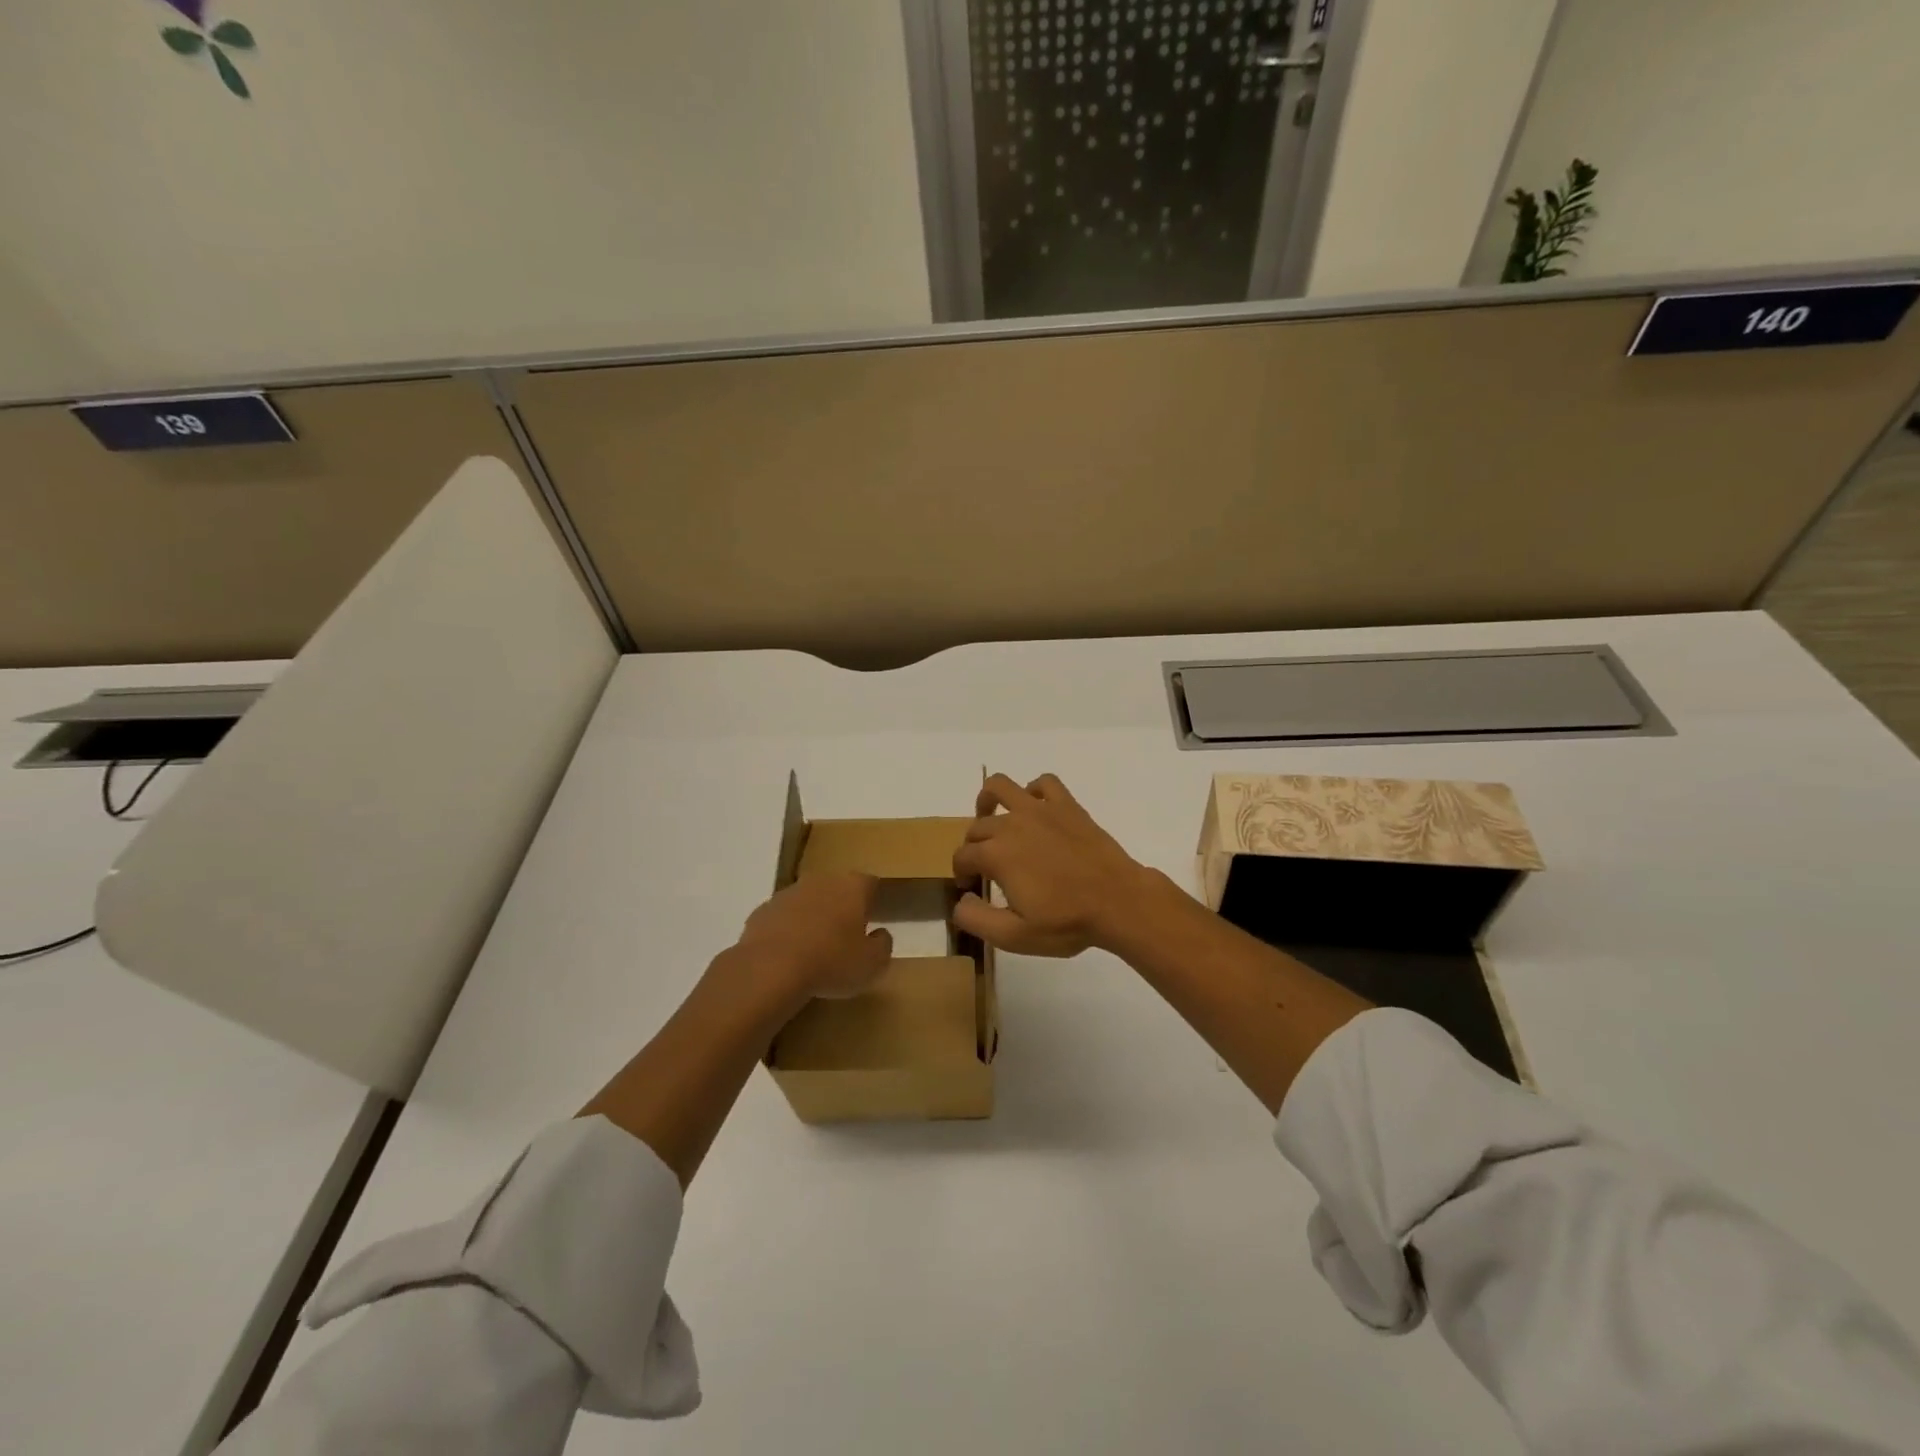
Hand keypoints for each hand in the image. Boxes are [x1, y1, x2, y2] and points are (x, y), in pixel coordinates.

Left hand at [736, 871, 893, 999]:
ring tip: (814, 949)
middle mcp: (821, 881)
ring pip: (807, 901)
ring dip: (812, 918)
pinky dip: (787, 931)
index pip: (870, 883)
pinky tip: (788, 955)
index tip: (874, 918)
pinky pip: (782, 918)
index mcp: (852, 887)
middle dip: (841, 907)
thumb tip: (880, 934)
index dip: (872, 899)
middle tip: (845, 935)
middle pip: (836, 888)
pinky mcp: (762, 911)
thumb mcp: (872, 964)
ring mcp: (788, 893)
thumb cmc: (831, 962)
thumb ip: (882, 945)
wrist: (770, 969)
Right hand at [951, 774, 1154, 956]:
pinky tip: (1035, 808)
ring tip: (991, 818)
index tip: (971, 887)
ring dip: (988, 800)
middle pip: (977, 826)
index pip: (963, 856)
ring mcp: (1041, 810)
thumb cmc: (1067, 922)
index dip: (961, 872)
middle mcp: (1012, 825)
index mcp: (996, 855)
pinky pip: (1045, 782)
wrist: (1118, 902)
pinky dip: (1034, 790)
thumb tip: (960, 899)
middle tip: (985, 867)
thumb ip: (976, 918)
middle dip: (973, 846)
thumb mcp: (1014, 936)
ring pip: (1001, 787)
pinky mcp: (1067, 806)